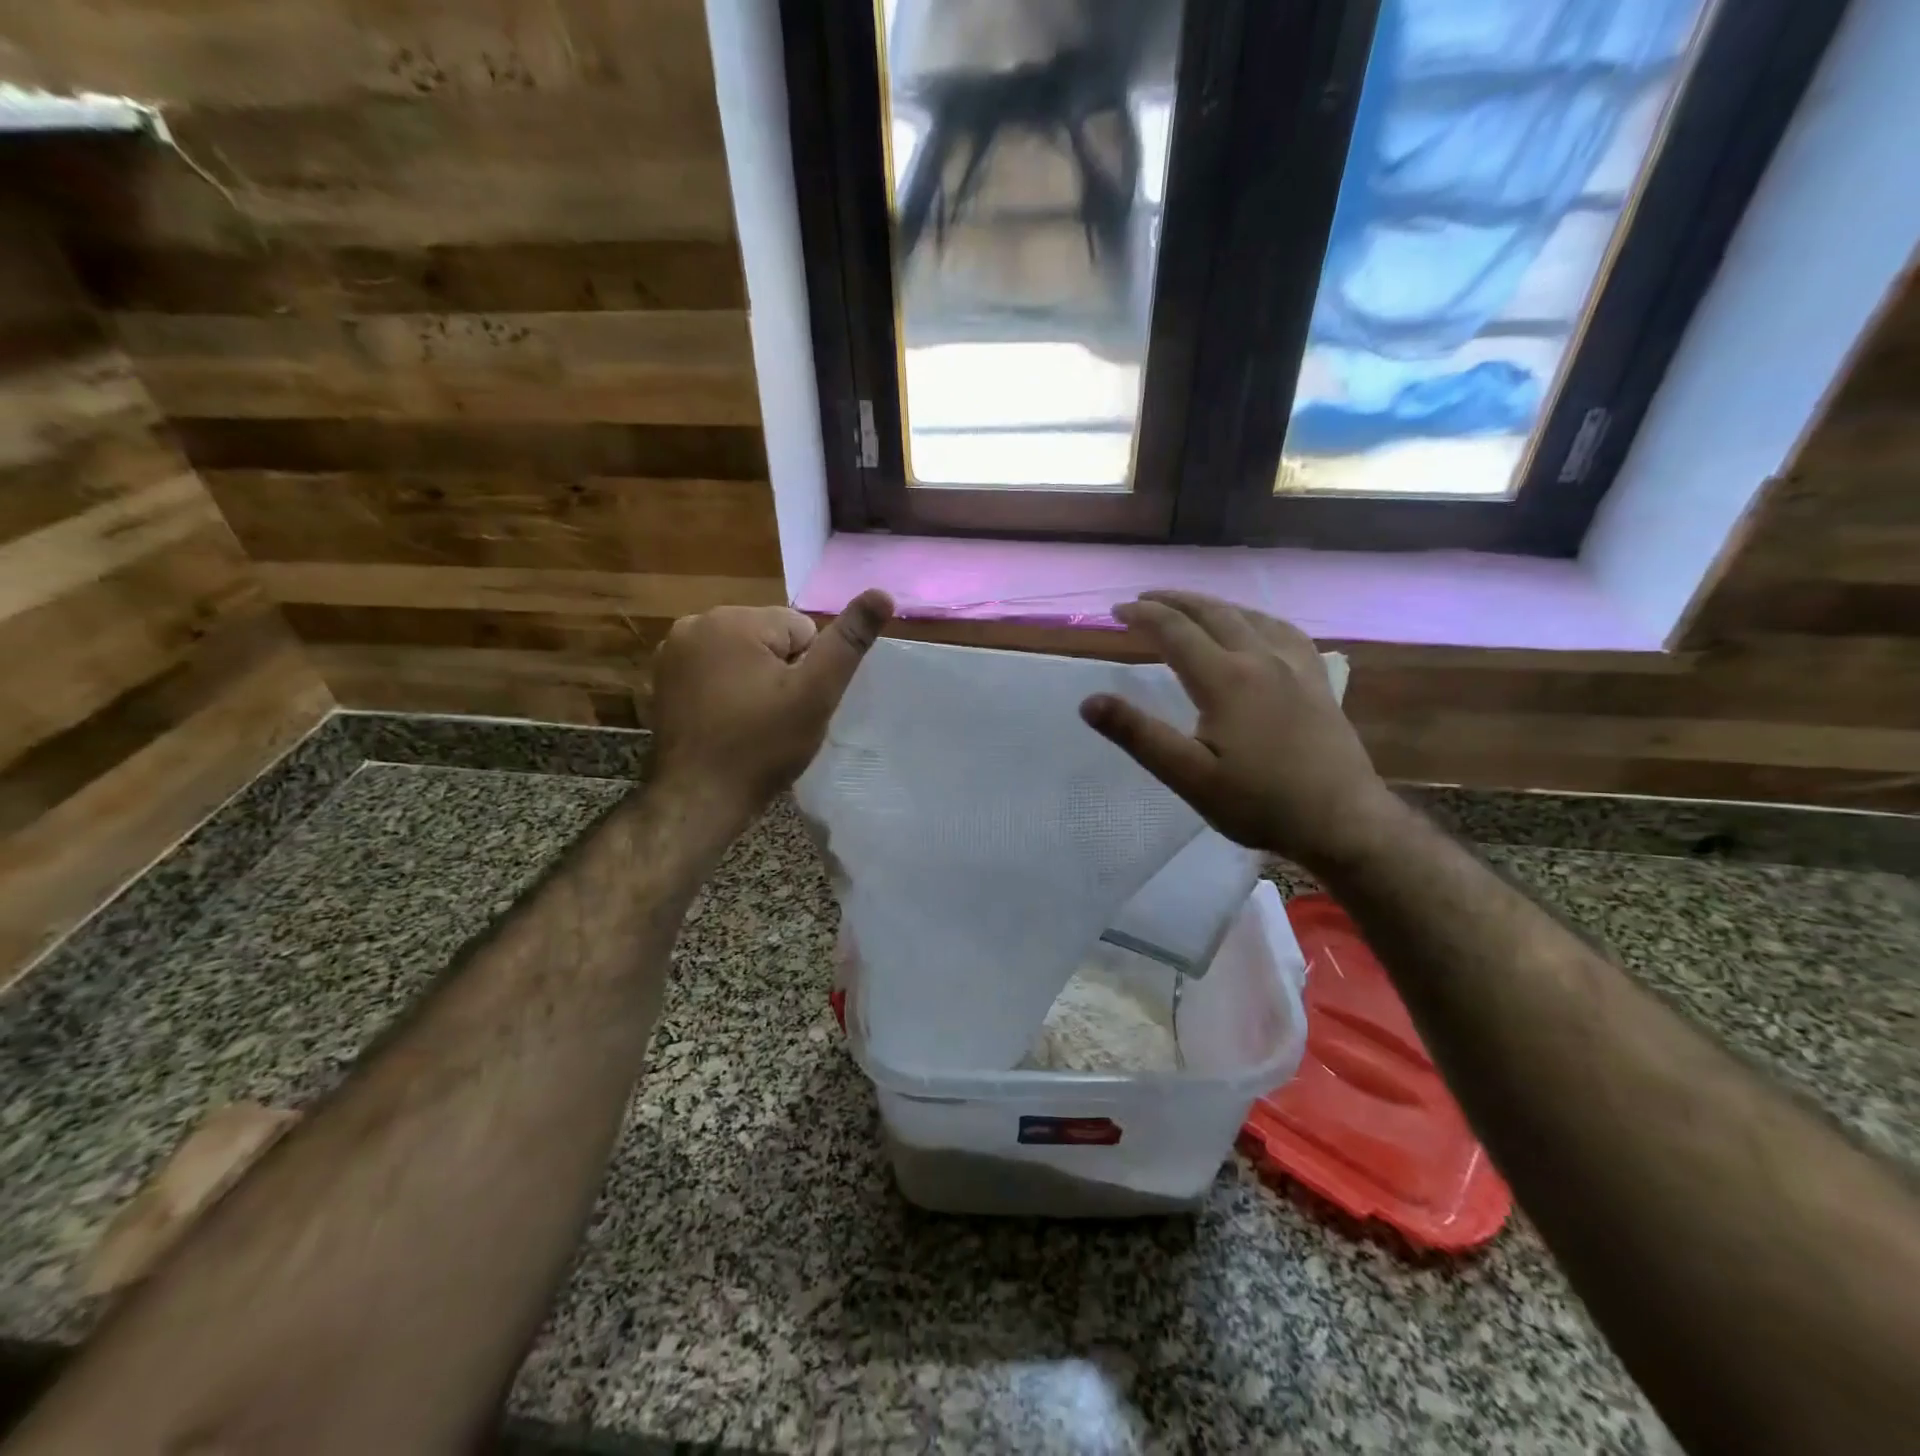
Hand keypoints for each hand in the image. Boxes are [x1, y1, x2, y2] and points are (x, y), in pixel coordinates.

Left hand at [648, 590, 893, 831]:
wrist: (697, 800)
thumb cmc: (762, 746)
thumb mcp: (816, 694)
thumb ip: (849, 641)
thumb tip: (883, 593)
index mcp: (734, 620)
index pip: (801, 629)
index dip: (808, 670)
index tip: (794, 705)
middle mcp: (695, 623)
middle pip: (768, 639)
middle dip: (779, 672)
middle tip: (775, 718)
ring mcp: (671, 652)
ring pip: (741, 655)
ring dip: (753, 681)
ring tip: (751, 724)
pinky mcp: (661, 679)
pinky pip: (713, 672)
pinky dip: (725, 692)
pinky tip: (725, 724)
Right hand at [1081, 590, 1401, 872]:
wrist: (1342, 820)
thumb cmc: (1258, 803)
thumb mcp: (1189, 777)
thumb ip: (1138, 736)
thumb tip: (1089, 702)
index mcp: (1226, 679)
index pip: (1175, 631)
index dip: (1142, 616)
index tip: (1116, 611)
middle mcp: (1260, 659)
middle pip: (1212, 613)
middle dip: (1173, 601)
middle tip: (1144, 599)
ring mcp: (1295, 666)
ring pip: (1248, 616)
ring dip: (1212, 605)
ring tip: (1189, 606)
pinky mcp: (1316, 681)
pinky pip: (1283, 631)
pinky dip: (1256, 618)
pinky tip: (1256, 626)